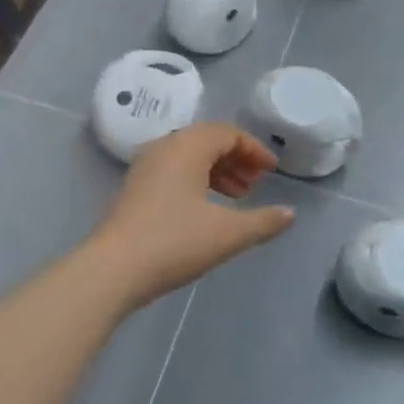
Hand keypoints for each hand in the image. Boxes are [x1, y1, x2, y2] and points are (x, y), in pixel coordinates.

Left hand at [90, 123, 295, 309]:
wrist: (113, 270)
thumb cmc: (174, 242)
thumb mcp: (227, 233)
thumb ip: (263, 221)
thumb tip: (290, 214)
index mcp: (187, 146)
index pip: (228, 133)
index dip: (254, 150)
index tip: (272, 170)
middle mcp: (164, 147)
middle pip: (207, 140)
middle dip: (236, 159)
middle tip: (256, 183)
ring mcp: (145, 167)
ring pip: (189, 157)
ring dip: (217, 171)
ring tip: (237, 197)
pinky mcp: (135, 189)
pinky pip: (174, 171)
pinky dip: (197, 181)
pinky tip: (207, 209)